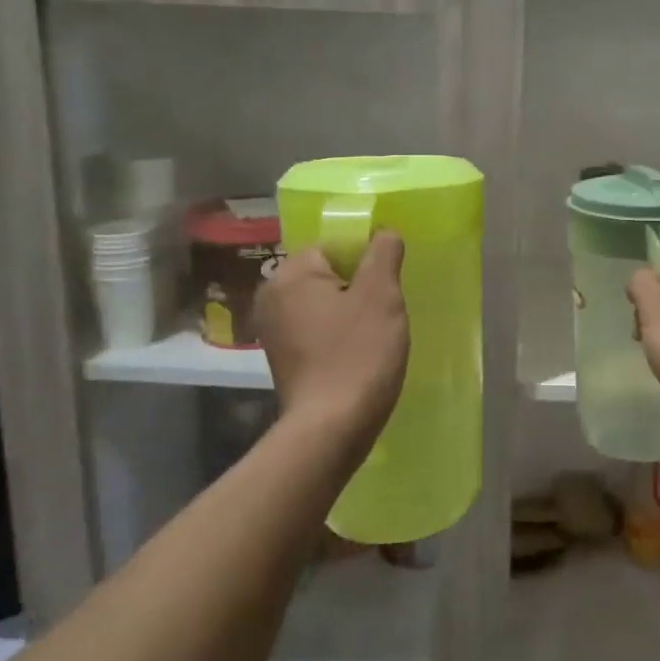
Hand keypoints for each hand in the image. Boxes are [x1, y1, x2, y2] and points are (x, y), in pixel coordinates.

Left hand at [255, 232, 409, 452]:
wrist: (332, 428)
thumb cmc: (358, 354)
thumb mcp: (381, 295)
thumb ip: (383, 253)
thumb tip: (384, 232)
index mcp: (290, 274)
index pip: (334, 245)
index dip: (366, 260)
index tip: (387, 285)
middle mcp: (272, 297)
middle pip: (328, 273)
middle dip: (359, 286)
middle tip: (385, 310)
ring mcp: (274, 330)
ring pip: (325, 302)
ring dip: (351, 311)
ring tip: (374, 333)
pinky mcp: (283, 358)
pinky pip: (317, 329)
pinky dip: (338, 334)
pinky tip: (358, 353)